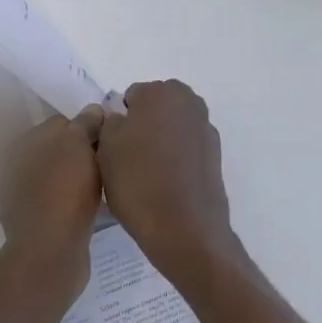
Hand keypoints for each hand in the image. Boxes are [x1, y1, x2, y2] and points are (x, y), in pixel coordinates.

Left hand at [0, 106, 104, 296]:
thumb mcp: (78, 146)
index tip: (108, 139)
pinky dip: (73, 200)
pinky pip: (60, 201)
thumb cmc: (64, 191)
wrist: (51, 254)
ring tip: (103, 183)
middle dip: (81, 152)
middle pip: (58, 149)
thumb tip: (93, 110)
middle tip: (108, 161)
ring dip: (77, 177)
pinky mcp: (34, 223)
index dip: (86, 127)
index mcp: (22, 144)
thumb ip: (85, 123)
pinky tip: (91, 205)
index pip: (61, 123)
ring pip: (59, 175)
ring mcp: (21, 198)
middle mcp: (15, 167)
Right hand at [96, 80, 237, 291]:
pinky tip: (167, 185)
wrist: (186, 230)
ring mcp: (205, 128)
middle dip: (141, 128)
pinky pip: (186, 149)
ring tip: (146, 176)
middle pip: (153, 109)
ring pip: (170, 129)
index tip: (113, 148)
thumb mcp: (106, 147)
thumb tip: (120, 118)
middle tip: (127, 161)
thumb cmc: (139, 182)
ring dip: (159, 143)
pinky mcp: (215, 154)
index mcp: (161, 91)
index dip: (118, 123)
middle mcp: (188, 101)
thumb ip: (109, 121)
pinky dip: (176, 160)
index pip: (129, 98)